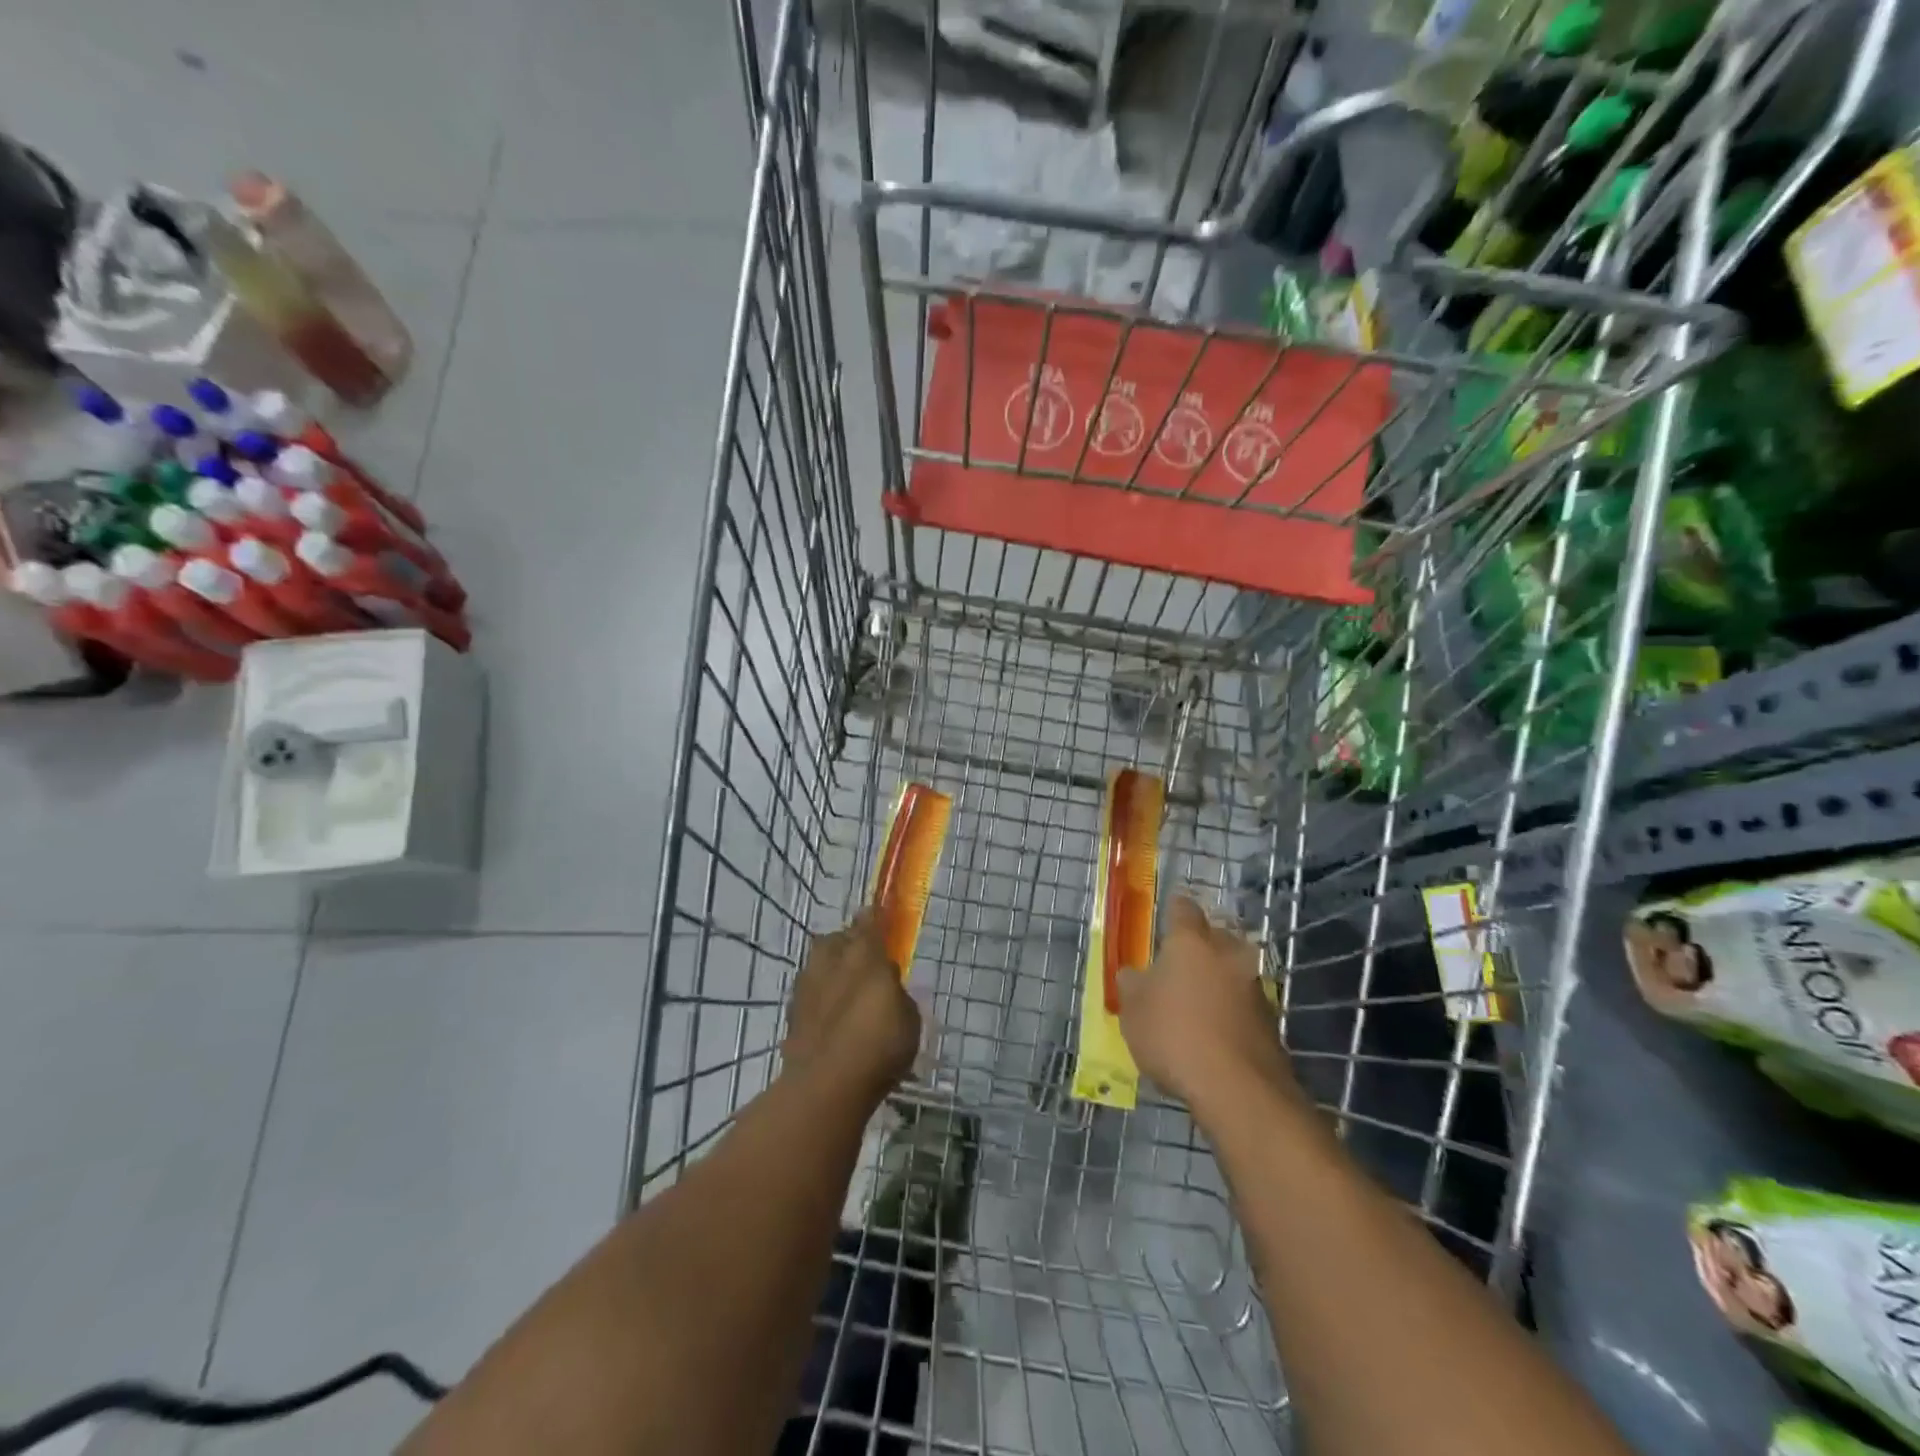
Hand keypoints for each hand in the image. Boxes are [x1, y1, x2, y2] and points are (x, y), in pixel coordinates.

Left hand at [783, 911, 920, 1103]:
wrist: (825, 1085)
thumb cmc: (879, 1045)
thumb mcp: (908, 1017)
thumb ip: (896, 992)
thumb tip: (886, 984)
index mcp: (865, 954)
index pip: (869, 922)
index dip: (874, 919)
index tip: (879, 918)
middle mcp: (831, 960)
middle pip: (837, 940)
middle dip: (849, 945)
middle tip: (865, 963)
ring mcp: (806, 985)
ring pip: (819, 965)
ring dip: (831, 971)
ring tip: (846, 993)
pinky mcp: (792, 1013)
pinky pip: (810, 993)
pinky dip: (820, 999)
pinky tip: (831, 1018)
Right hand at [1118, 896, 1297, 1116]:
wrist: (1239, 1089)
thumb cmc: (1175, 1035)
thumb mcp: (1133, 1011)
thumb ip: (1131, 985)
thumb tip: (1133, 974)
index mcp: (1192, 941)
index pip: (1183, 908)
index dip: (1172, 912)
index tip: (1163, 920)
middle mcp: (1228, 954)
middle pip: (1214, 937)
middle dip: (1199, 946)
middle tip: (1177, 964)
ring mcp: (1255, 986)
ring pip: (1231, 971)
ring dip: (1216, 981)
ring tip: (1194, 1004)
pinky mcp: (1271, 1021)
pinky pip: (1243, 1004)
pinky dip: (1229, 1011)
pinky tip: (1214, 1034)